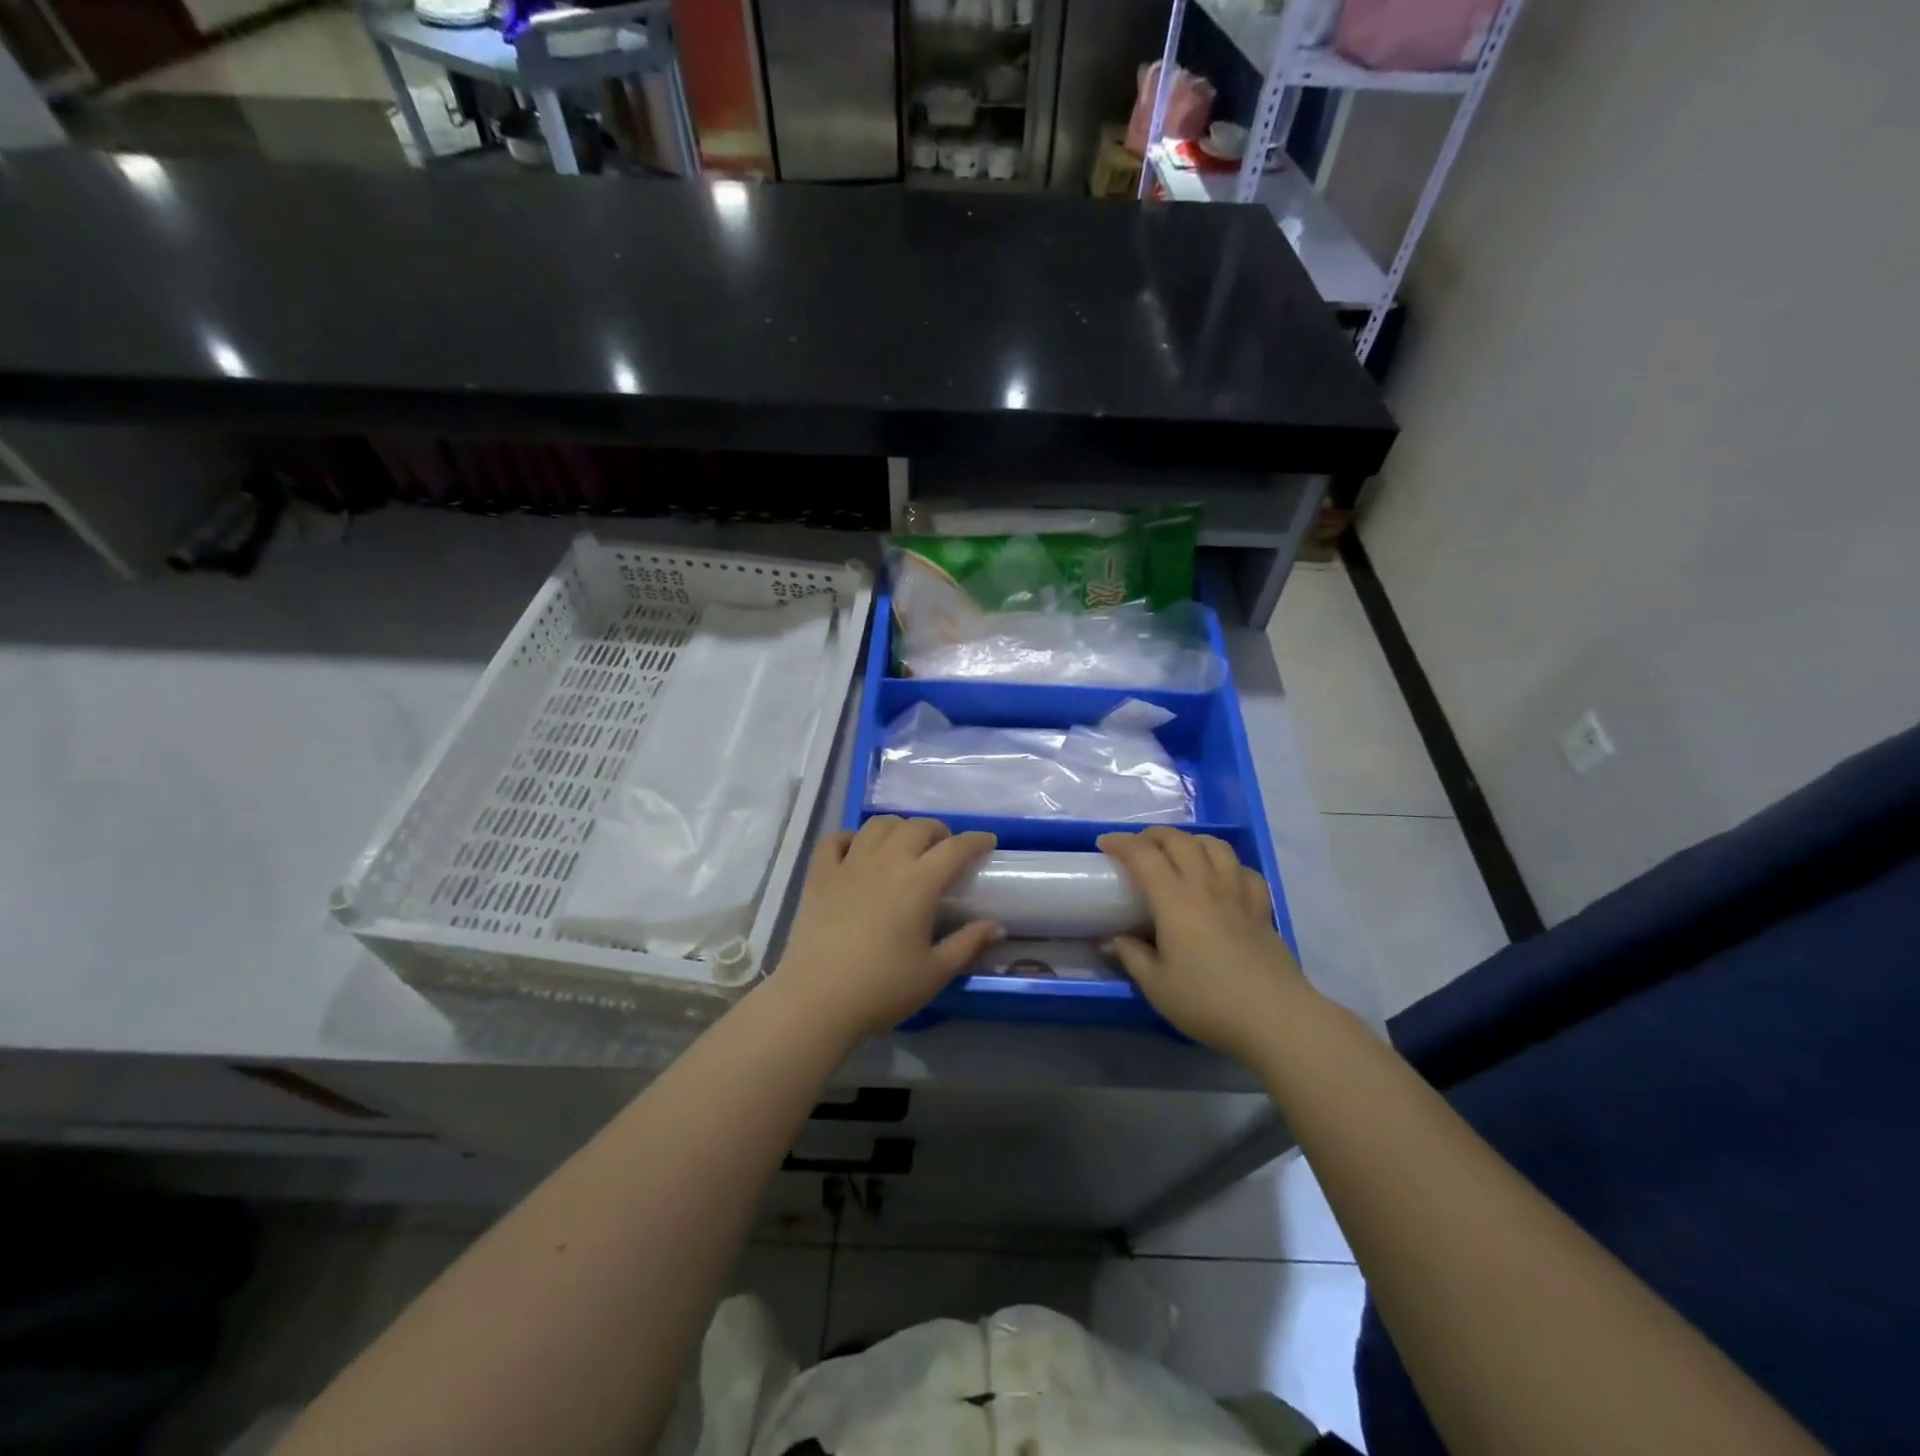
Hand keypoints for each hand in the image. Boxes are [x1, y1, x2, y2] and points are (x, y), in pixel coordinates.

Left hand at [773, 817, 1001, 1041]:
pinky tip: (856, 851)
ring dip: (898, 828)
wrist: (817, 1000)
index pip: (955, 848)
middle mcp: (886, 861)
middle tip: (945, 848)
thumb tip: (996, 926)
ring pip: (877, 826)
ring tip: (904, 844)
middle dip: (937, 831)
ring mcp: (849, 864)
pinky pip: (834, 840)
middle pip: (917, 827)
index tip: (987, 842)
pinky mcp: (819, 875)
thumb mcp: (935, 972)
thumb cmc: (883, 988)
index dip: (975, 841)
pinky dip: (850, 838)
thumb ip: (968, 944)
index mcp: (919, 882)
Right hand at [1098, 827, 1310, 1059]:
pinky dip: (1228, 865)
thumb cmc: (1208, 1001)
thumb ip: (1132, 957)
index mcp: (1175, 900)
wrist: (1275, 1018)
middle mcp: (1206, 886)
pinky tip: (1222, 878)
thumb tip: (1113, 940)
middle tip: (1136, 847)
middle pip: (1179, 840)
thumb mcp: (1157, 986)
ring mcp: (1238, 894)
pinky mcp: (1262, 909)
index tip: (1104, 845)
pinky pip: (1244, 871)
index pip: (1143, 855)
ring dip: (1191, 841)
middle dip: (1153, 835)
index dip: (1121, 842)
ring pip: (1215, 846)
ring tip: (1179, 853)